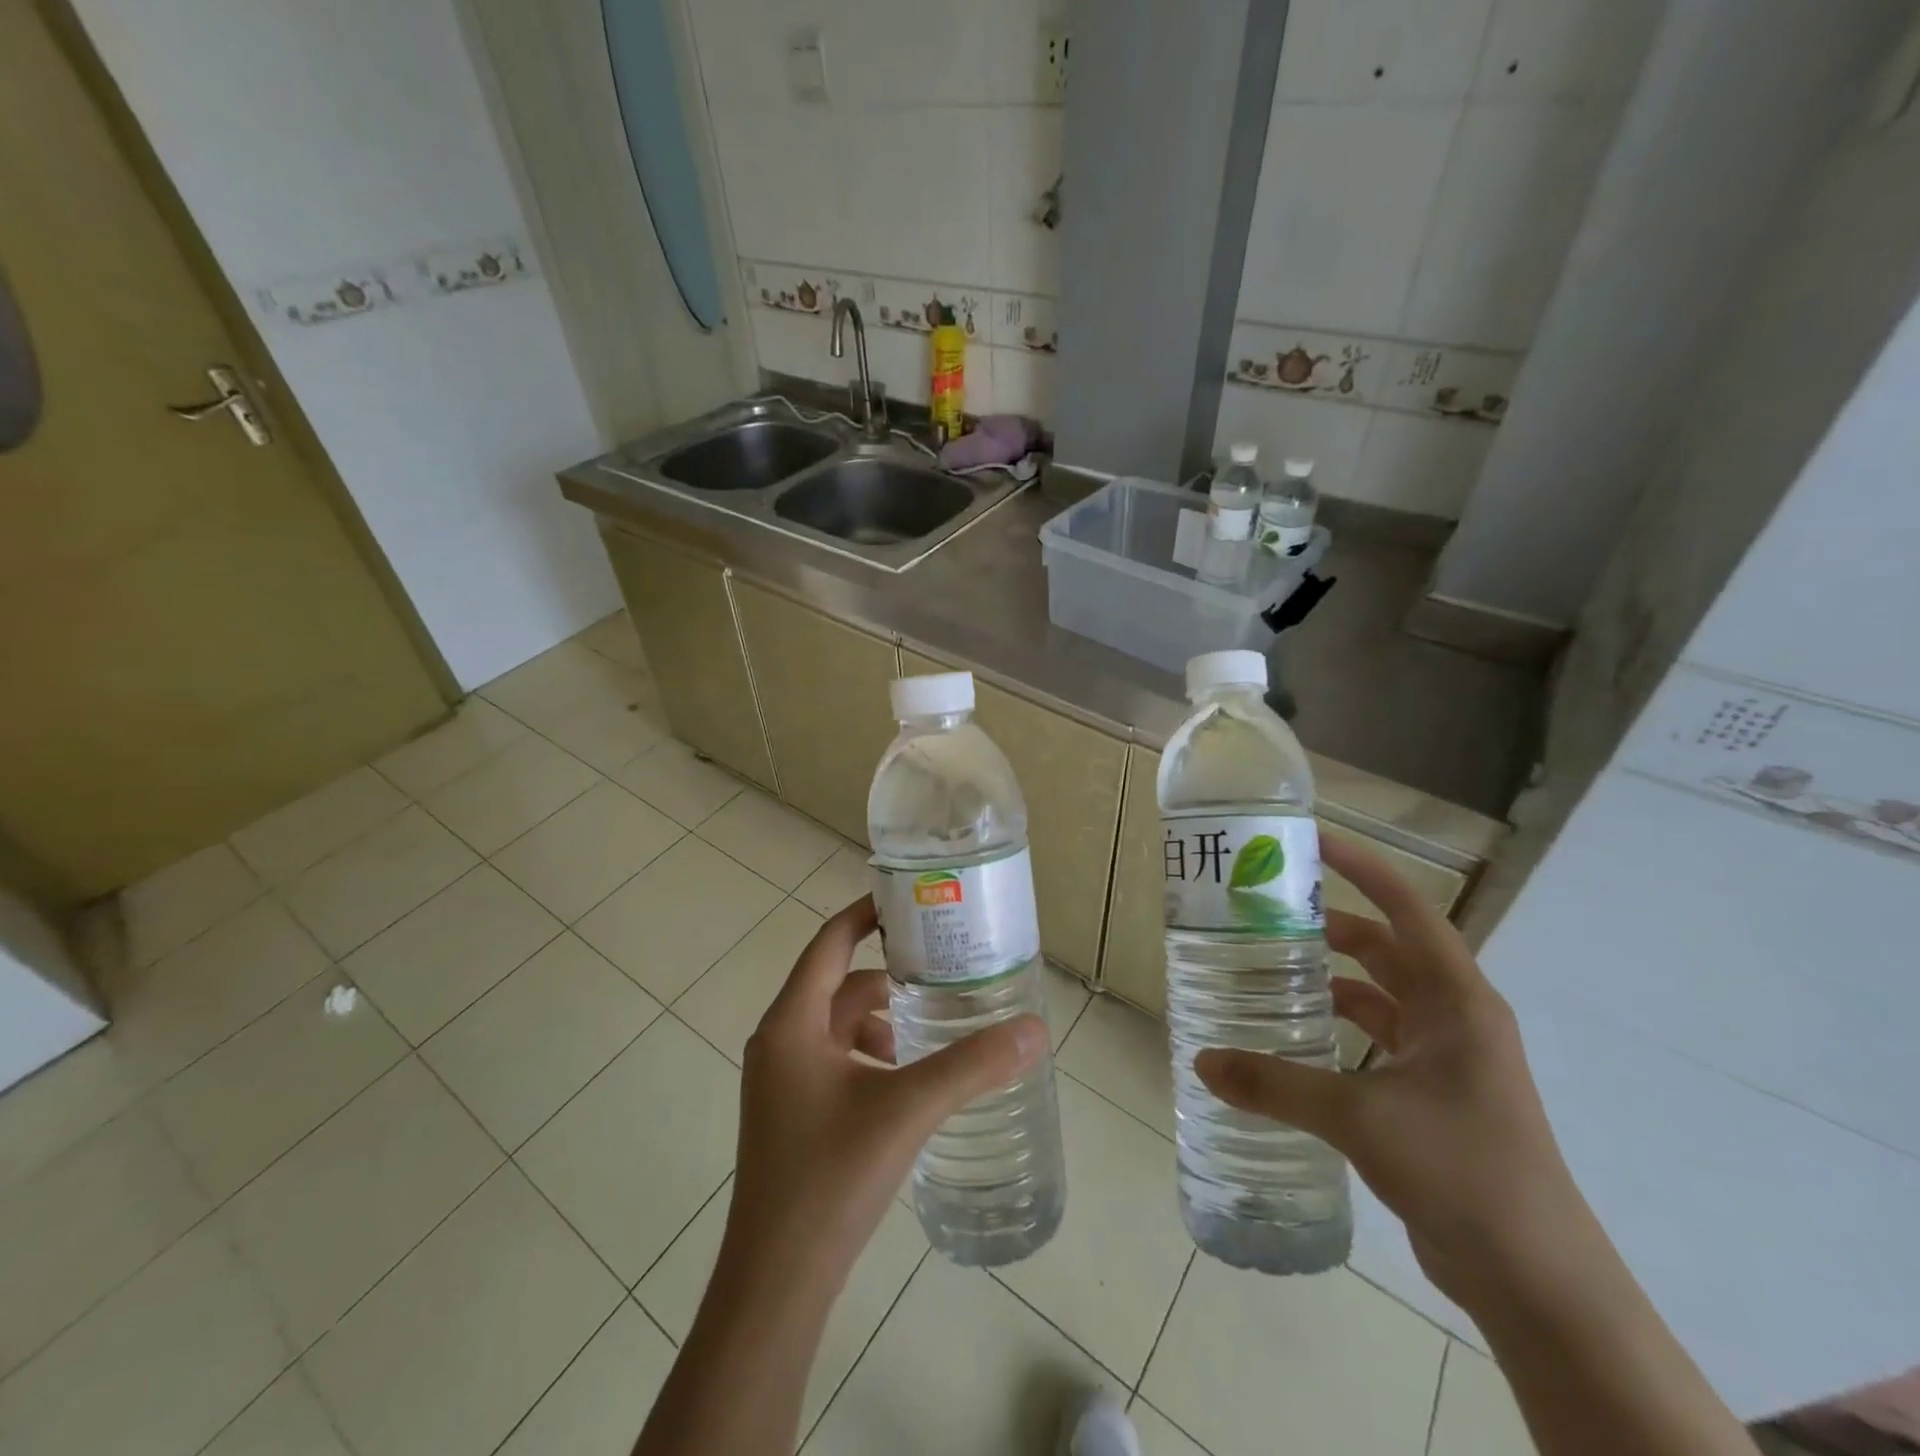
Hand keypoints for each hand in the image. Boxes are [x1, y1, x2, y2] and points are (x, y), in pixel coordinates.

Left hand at [720, 895, 1047, 1293]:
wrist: (775, 1282)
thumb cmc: (831, 1176)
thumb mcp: (907, 1109)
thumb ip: (971, 1066)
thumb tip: (1034, 1029)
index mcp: (792, 1023)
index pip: (829, 942)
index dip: (866, 915)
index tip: (910, 901)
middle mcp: (779, 1042)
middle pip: (838, 986)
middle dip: (889, 978)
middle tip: (942, 972)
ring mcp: (781, 1083)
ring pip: (837, 1028)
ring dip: (882, 1023)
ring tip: (932, 1035)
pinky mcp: (790, 1116)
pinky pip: (834, 1063)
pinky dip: (870, 1058)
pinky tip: (905, 1086)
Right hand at [1194, 834, 1584, 1310]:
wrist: (1536, 1280)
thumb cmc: (1463, 1170)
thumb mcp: (1359, 1118)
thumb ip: (1276, 1085)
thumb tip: (1203, 1061)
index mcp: (1456, 1000)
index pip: (1407, 909)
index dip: (1361, 867)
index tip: (1309, 840)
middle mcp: (1453, 1017)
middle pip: (1385, 948)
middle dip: (1329, 924)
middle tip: (1265, 913)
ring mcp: (1444, 1057)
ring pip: (1378, 995)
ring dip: (1330, 978)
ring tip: (1267, 968)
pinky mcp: (1430, 1094)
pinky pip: (1375, 1039)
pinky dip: (1336, 1028)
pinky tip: (1293, 1037)